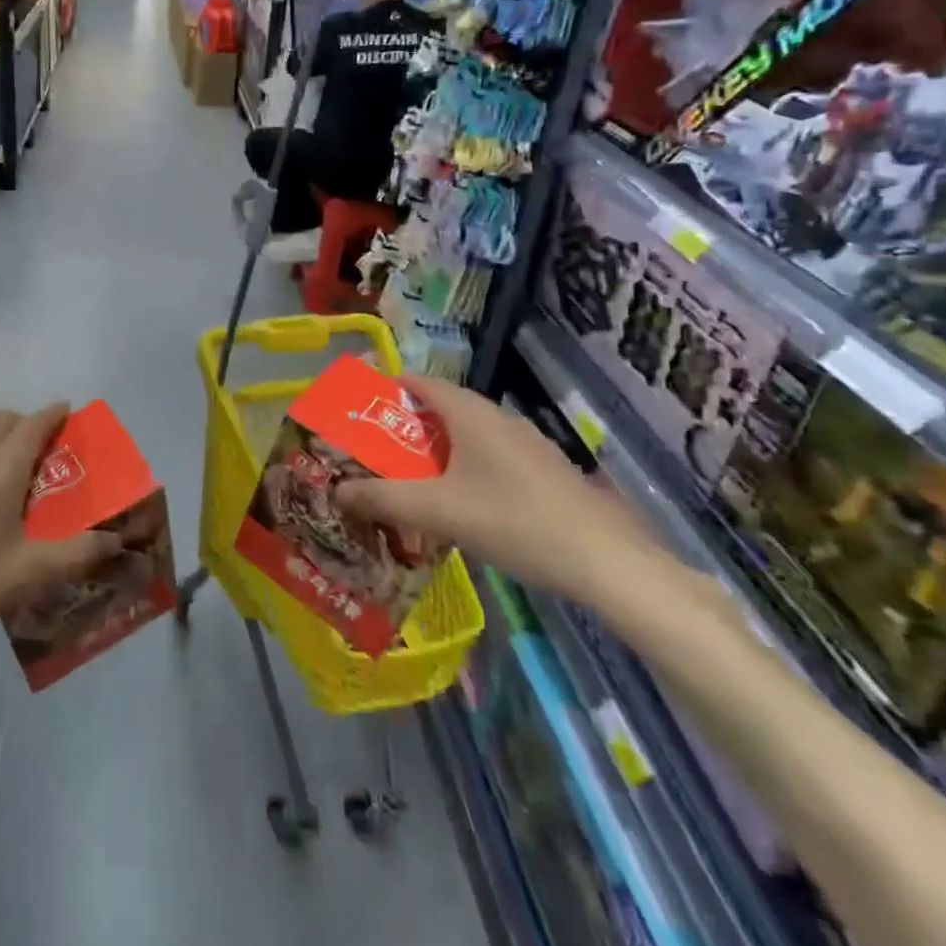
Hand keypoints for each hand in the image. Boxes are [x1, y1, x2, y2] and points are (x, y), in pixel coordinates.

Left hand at [0, 404, 120, 662]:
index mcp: (2, 468)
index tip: (67, 411)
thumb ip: (76, 553)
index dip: (53, 414)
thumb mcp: (28, 574)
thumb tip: (115, 541)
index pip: (34, 423)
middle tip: (39, 450)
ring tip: (3, 470)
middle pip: (1, 420)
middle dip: (24, 424)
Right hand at [334, 375, 664, 608]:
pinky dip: (465, 468)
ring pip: (469, 436)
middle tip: (375, 451)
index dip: (388, 388)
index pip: (421, 381)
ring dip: (436, 451)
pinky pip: (491, 457)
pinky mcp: (546, 473)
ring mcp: (528, 445)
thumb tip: (337, 490)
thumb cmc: (514, 521)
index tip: (359, 407)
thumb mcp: (437, 512)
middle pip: (442, 409)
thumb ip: (383, 498)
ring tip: (409, 479)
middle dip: (406, 426)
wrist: (608, 563)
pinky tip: (459, 504)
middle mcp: (499, 418)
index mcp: (471, 413)